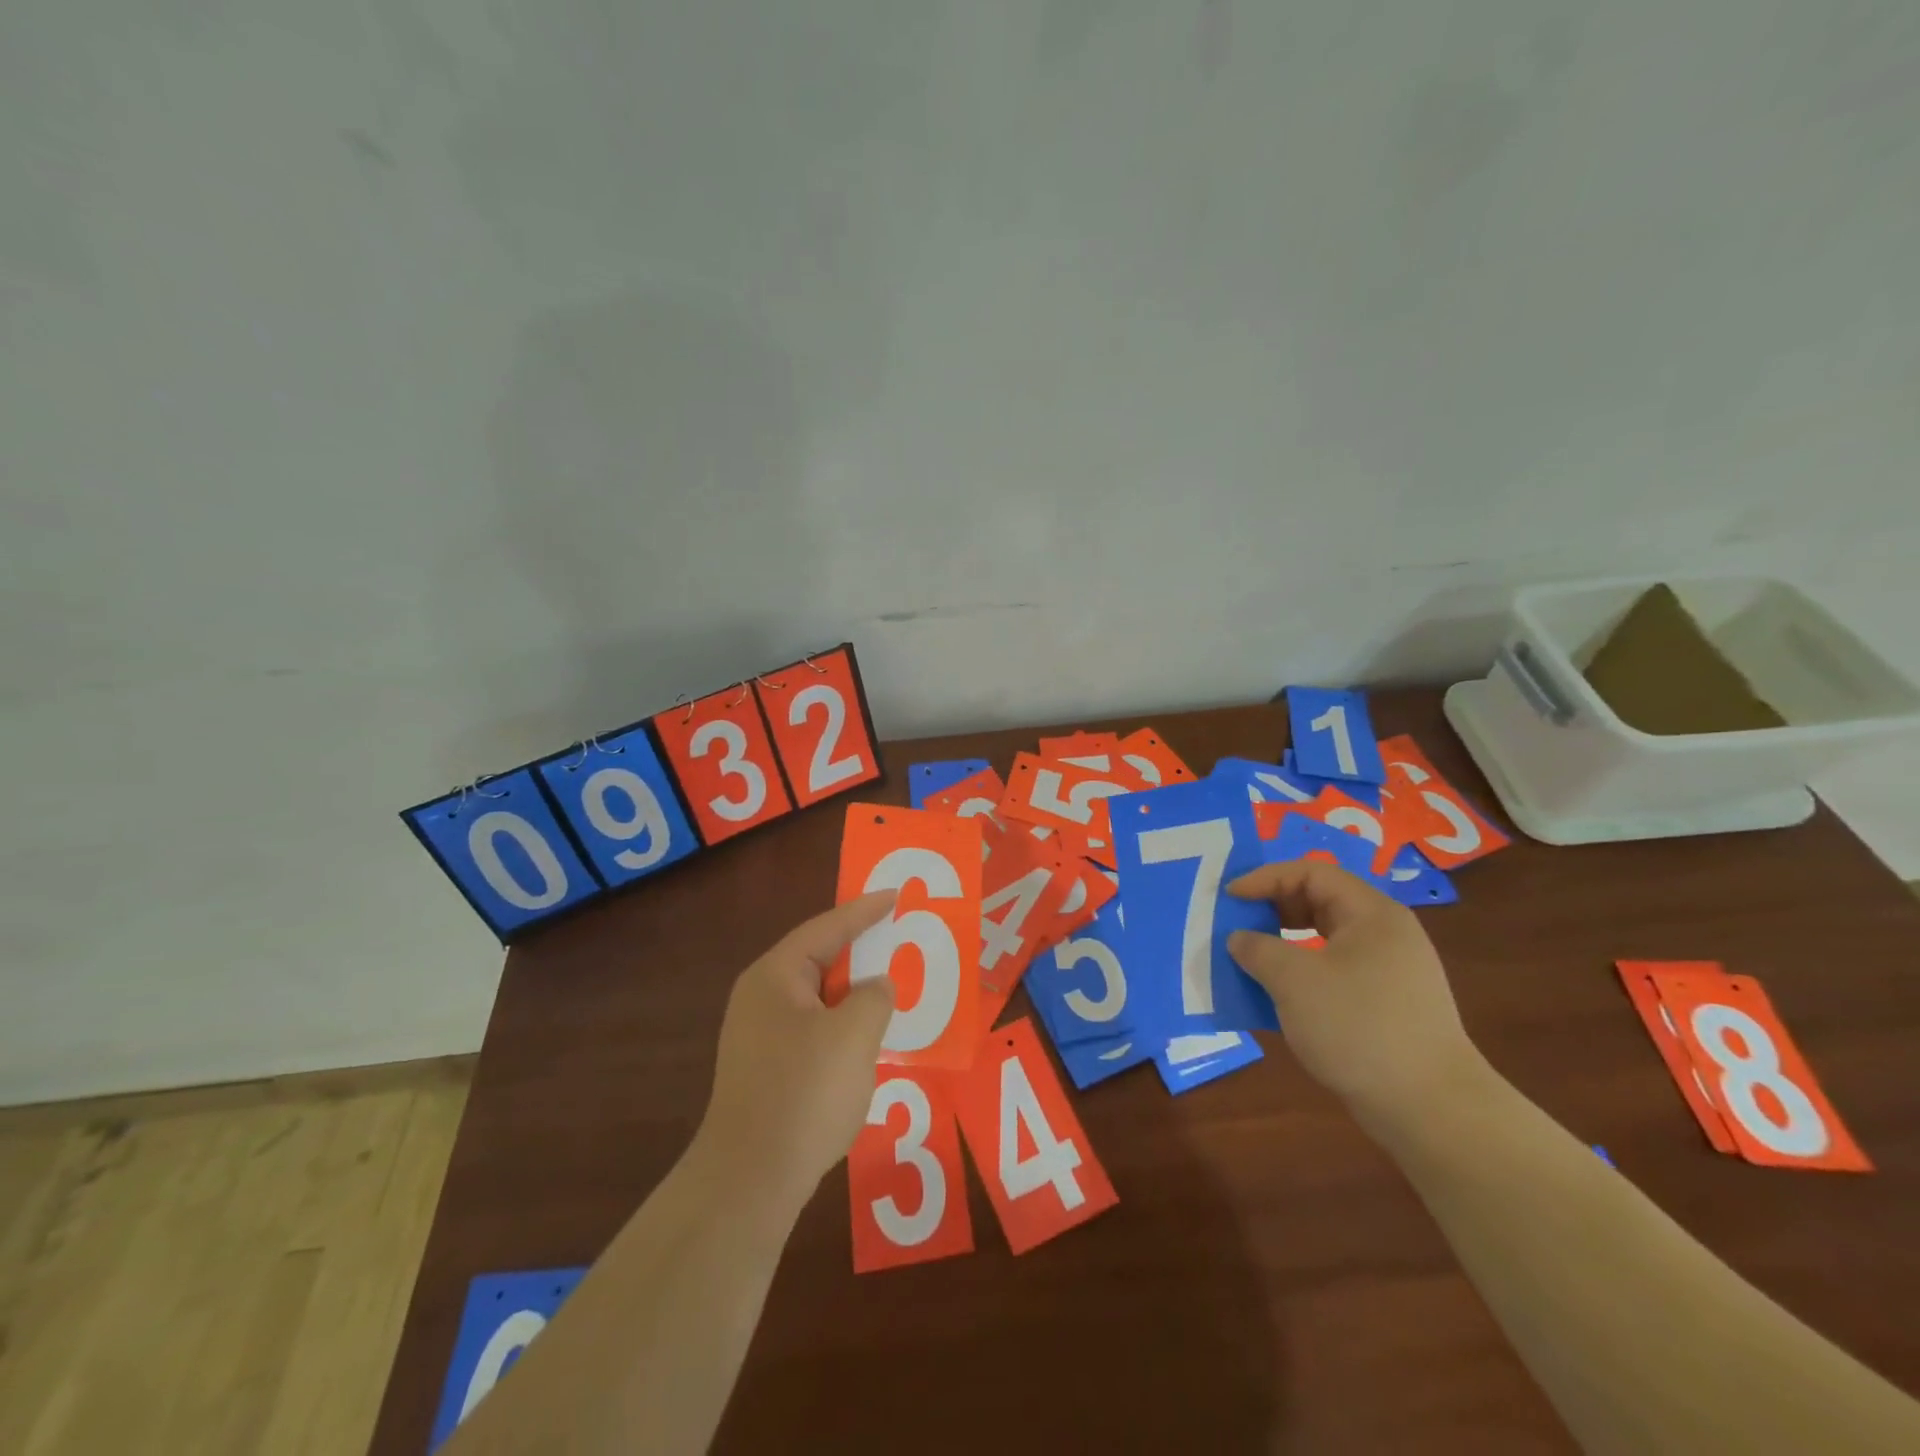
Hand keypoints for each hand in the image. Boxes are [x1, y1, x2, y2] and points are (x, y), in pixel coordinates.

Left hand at [695, 892, 898, 1209]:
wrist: (750, 1180)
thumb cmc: (804, 1093)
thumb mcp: (854, 1034)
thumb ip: (874, 996)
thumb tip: (876, 986)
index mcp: (775, 976)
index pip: (826, 928)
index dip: (864, 911)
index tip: (895, 895)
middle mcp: (761, 998)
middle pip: (819, 960)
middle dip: (860, 950)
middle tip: (897, 935)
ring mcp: (760, 1037)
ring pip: (818, 998)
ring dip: (854, 992)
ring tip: (892, 984)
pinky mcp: (767, 1070)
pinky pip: (814, 1029)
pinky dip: (844, 1024)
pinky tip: (868, 1038)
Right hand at [1225, 859, 1485, 1122]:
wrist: (1432, 1109)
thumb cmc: (1359, 1028)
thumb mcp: (1294, 981)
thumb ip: (1258, 950)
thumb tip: (1240, 939)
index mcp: (1371, 914)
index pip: (1311, 872)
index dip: (1266, 878)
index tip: (1230, 897)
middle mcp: (1385, 934)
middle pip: (1320, 902)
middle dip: (1273, 909)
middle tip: (1238, 925)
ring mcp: (1390, 972)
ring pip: (1326, 941)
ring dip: (1284, 945)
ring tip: (1252, 961)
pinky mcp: (1388, 1007)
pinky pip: (1335, 973)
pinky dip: (1303, 976)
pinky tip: (1279, 999)